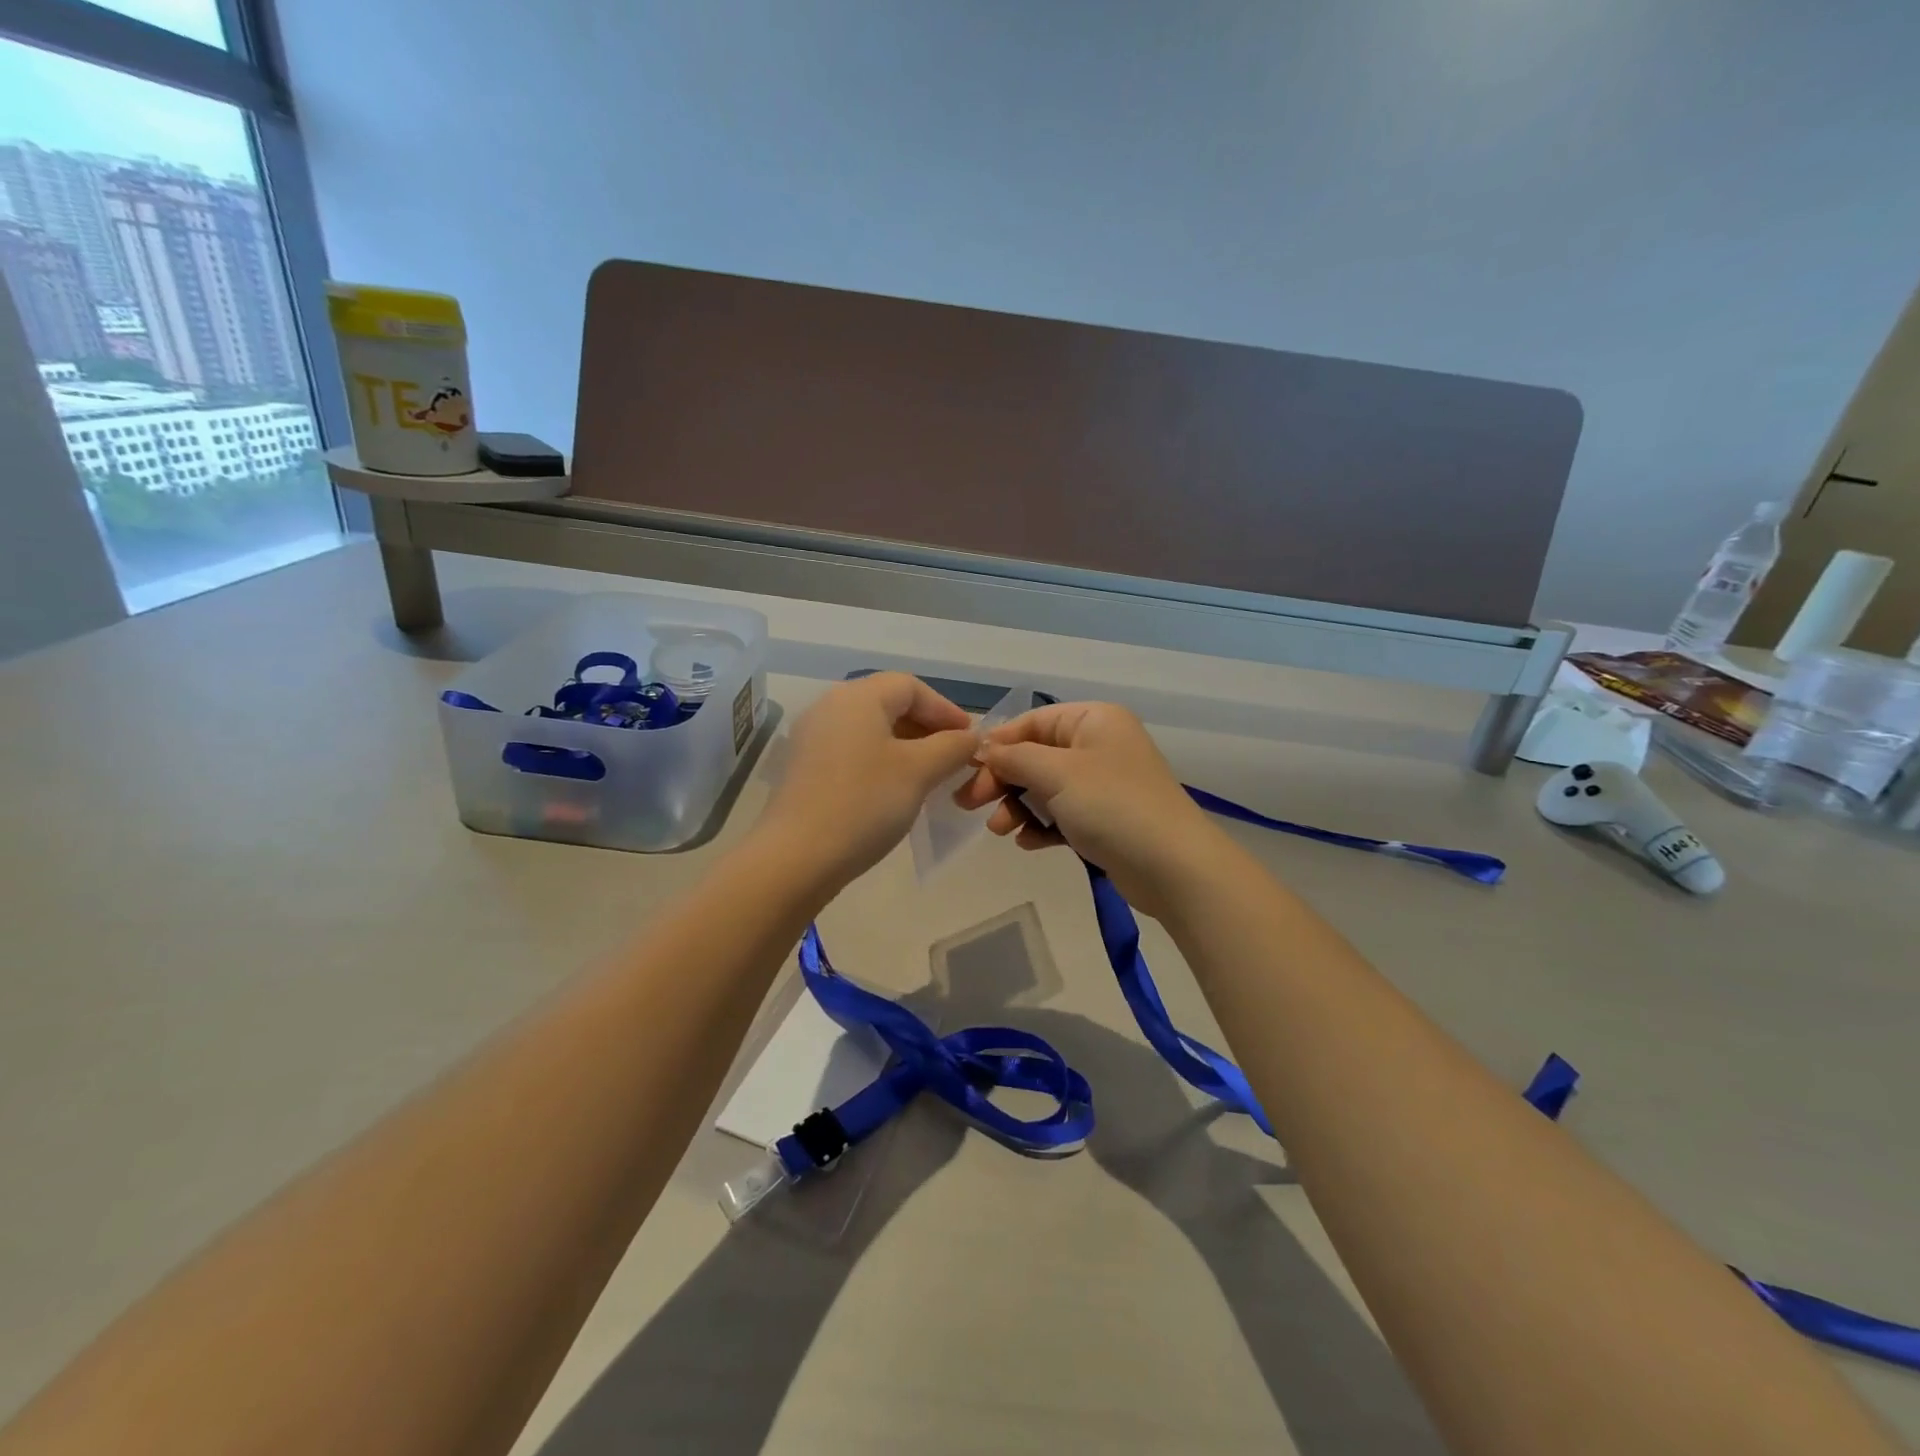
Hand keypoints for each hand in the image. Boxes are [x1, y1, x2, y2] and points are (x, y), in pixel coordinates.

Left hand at [755, 673, 979, 892]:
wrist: (797, 857)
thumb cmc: (865, 803)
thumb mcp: (920, 771)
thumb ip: (952, 747)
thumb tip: (970, 738)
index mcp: (858, 697)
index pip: (911, 686)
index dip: (946, 709)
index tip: (970, 739)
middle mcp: (830, 706)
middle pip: (889, 703)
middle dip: (927, 728)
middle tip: (954, 757)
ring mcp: (812, 737)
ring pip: (870, 729)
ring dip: (906, 746)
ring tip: (931, 775)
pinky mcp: (805, 767)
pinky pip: (852, 751)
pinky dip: (881, 761)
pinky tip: (896, 790)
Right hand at [955, 701, 1226, 916]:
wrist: (1172, 866)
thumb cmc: (1113, 805)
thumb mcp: (1056, 773)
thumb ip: (1014, 758)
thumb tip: (983, 750)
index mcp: (1093, 720)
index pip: (1032, 721)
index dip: (998, 743)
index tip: (967, 769)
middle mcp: (1099, 745)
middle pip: (1035, 755)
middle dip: (1003, 779)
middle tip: (970, 804)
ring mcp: (1103, 784)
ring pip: (1045, 788)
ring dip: (1018, 806)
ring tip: (1000, 830)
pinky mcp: (1105, 819)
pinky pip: (1062, 814)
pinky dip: (1041, 825)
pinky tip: (1028, 843)